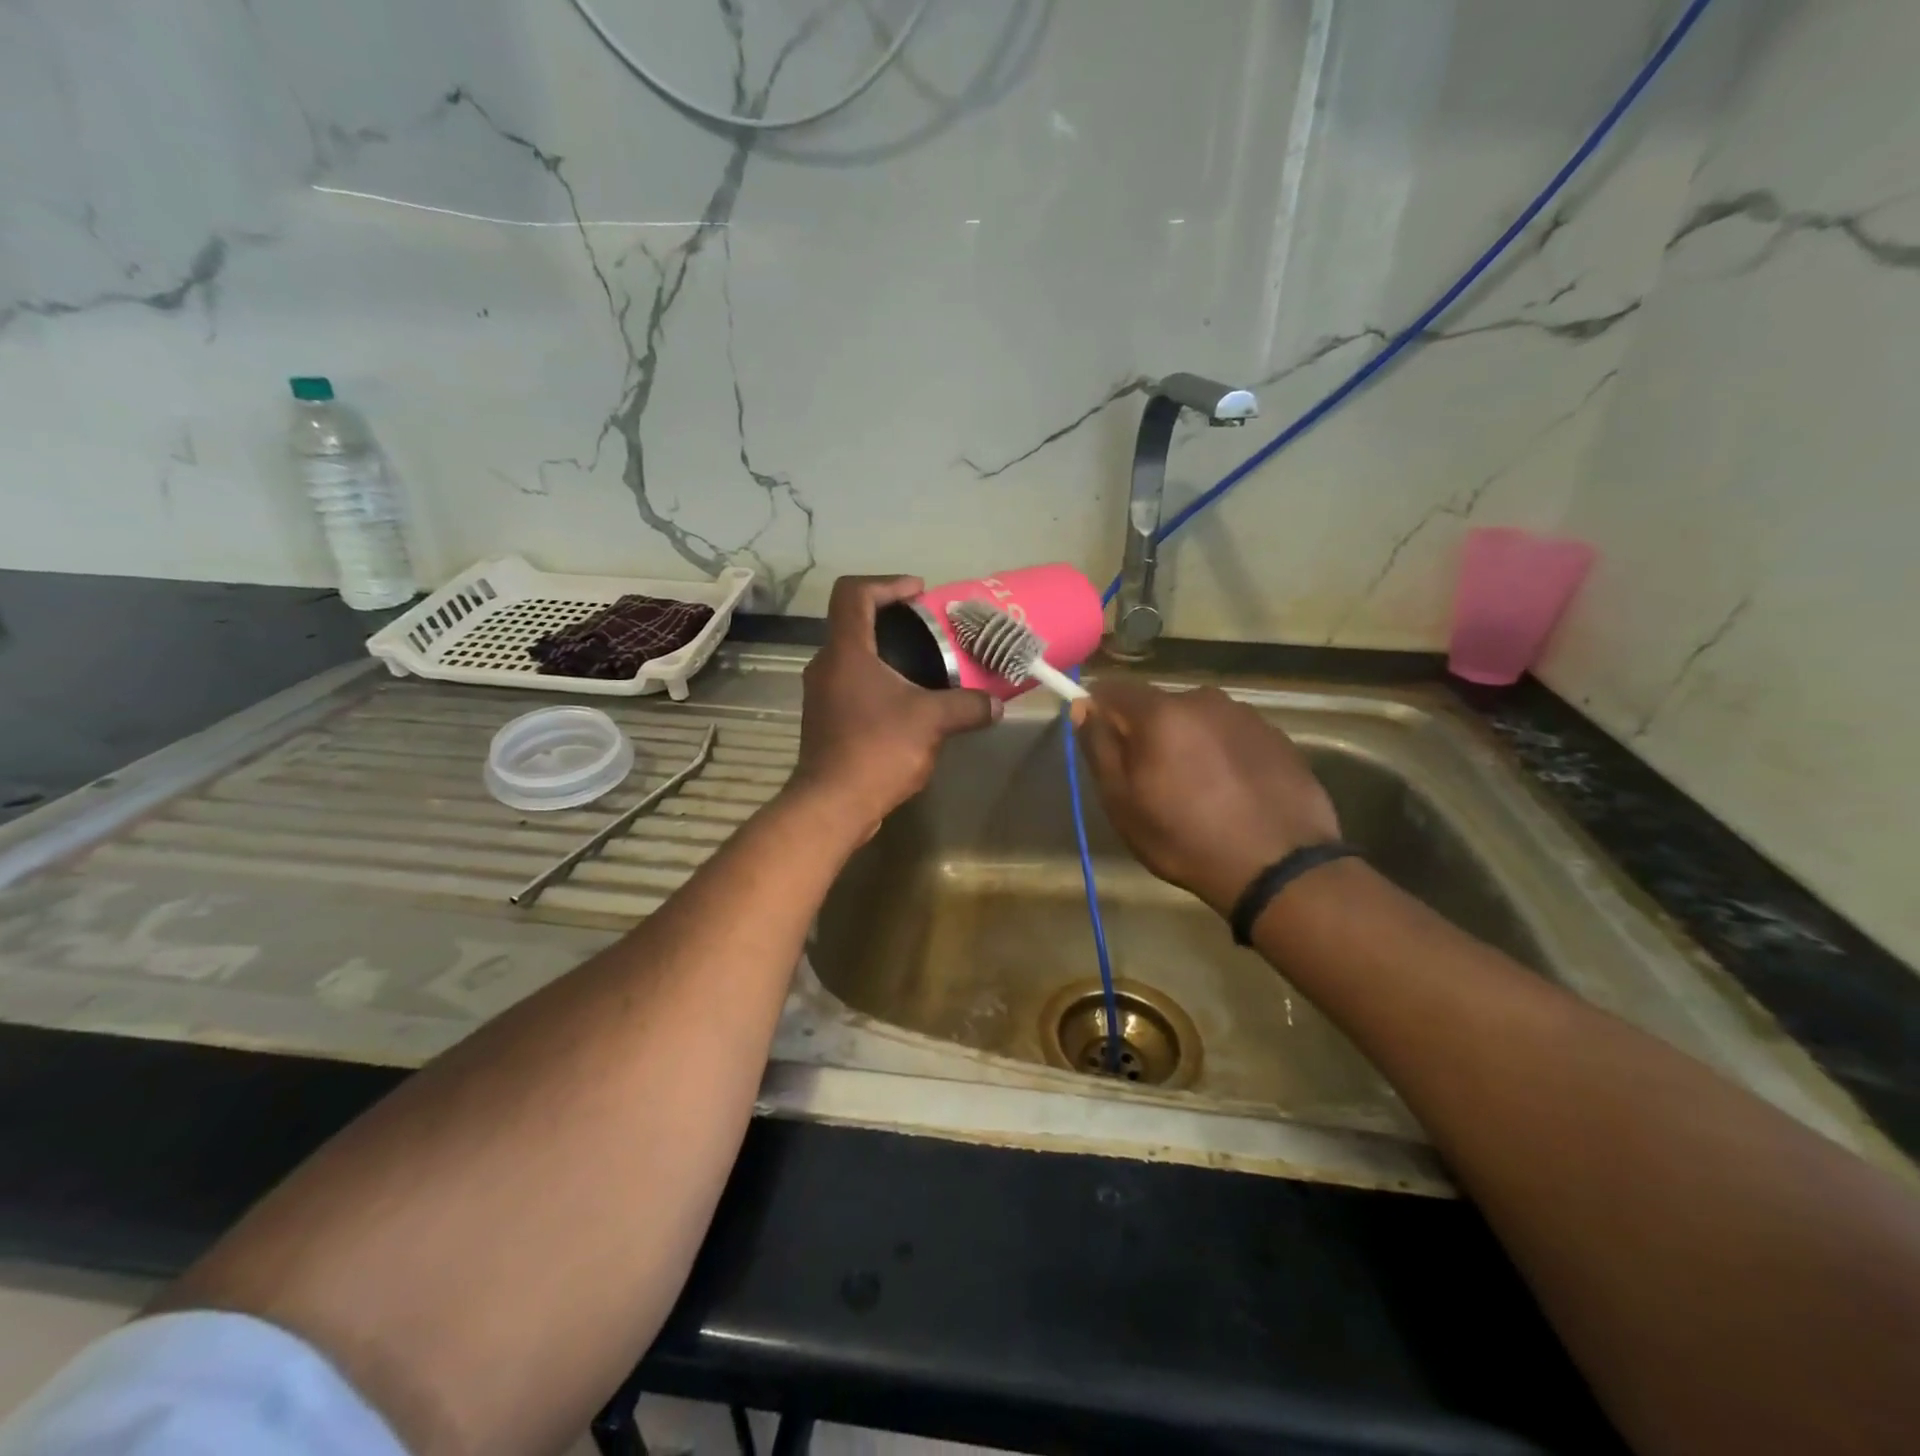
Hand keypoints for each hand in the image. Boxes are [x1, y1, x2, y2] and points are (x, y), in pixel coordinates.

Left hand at [788, 576, 999, 837]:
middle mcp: (826, 665)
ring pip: (854, 658)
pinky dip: (880, 683)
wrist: (833, 805)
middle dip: (893, 620)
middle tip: (930, 630)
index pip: (854, 593)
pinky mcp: (826, 720)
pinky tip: (908, 704)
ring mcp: (821, 694)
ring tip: (925, 666)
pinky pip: (853, 685)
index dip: (887, 583)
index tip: (919, 594)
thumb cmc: (878, 749)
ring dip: (887, 655)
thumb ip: (968, 706)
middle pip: (855, 623)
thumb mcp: (932, 722)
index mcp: (846, 651)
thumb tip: (996, 705)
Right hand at [1072, 681, 1339, 915]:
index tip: (1103, 746)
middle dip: (1147, 732)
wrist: (1279, 867)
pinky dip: (1222, 754)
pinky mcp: (1276, 737)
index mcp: (1161, 712)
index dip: (1099, 712)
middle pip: (1157, 705)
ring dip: (1187, 742)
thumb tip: (1083, 706)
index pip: (1113, 689)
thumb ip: (1099, 747)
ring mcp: (1246, 716)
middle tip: (1151, 781)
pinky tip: (1231, 793)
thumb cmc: (1185, 838)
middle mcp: (1204, 700)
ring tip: (1197, 790)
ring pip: (1197, 720)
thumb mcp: (1122, 802)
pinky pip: (1231, 735)